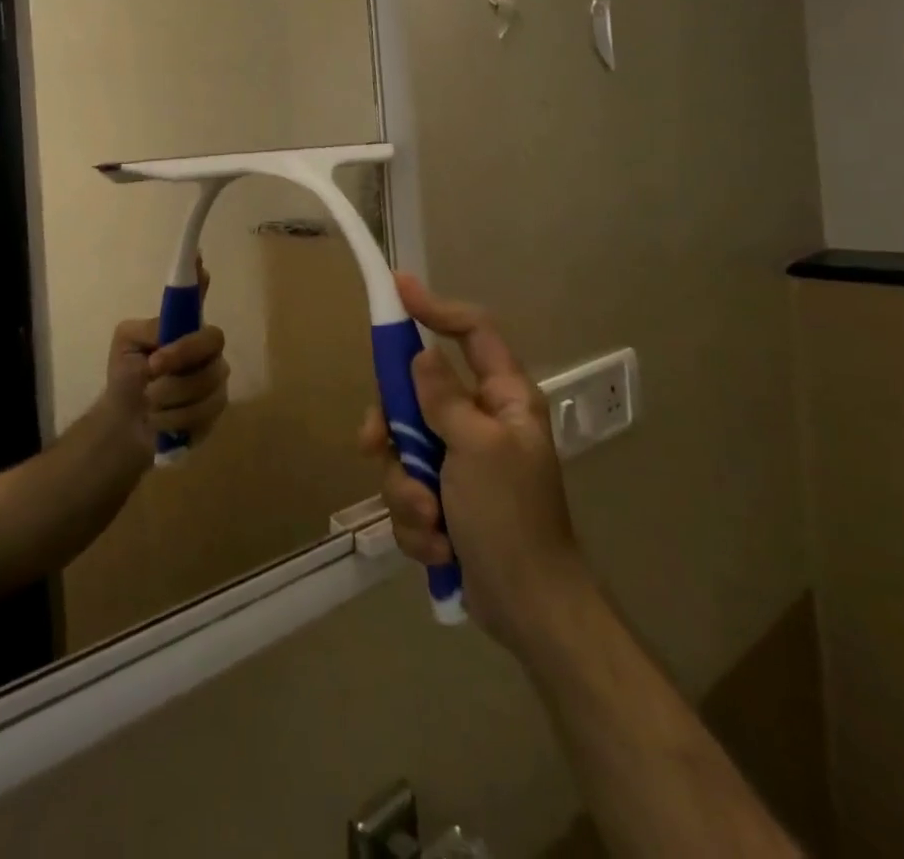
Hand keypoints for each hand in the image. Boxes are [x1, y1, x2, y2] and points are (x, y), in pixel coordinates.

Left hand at [101, 262, 229, 457]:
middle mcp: (206, 347)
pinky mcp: (216, 409)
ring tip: (149, 401)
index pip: (197, 296)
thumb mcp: (126, 346)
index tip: (199, 259)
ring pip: (206, 381)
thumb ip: (148, 331)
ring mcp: (215, 377)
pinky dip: (174, 419)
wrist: (126, 423)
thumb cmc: (127, 376)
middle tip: (153, 367)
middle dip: (181, 355)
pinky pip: (204, 411)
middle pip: (212, 340)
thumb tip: (168, 324)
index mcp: (183, 326)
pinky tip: (160, 420)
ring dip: (169, 394)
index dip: (200, 277)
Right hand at [359, 274, 585, 647]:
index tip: (397, 292)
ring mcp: (459, 463)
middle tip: (374, 444)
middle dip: (394, 430)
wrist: (528, 611)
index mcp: (503, 400)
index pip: (472, 333)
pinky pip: (408, 491)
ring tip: (431, 522)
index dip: (435, 309)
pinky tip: (440, 547)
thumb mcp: (477, 449)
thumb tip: (419, 356)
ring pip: (403, 450)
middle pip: (416, 394)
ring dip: (407, 490)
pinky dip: (417, 522)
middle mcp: (479, 423)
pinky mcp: (444, 501)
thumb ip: (443, 398)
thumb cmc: (511, 519)